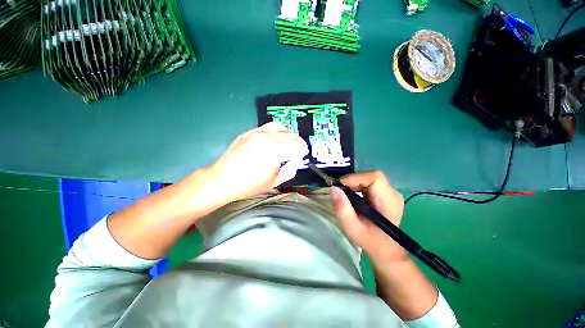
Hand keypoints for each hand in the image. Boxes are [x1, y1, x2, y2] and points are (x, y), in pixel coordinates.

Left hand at [206, 121, 308, 202]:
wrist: (222, 180)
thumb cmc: (249, 185)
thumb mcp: (275, 182)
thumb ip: (291, 169)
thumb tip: (296, 159)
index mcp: (275, 152)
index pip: (299, 144)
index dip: (303, 150)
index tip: (301, 155)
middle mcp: (268, 138)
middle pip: (291, 134)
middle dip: (297, 143)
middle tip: (294, 152)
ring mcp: (257, 132)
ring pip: (281, 126)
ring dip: (287, 134)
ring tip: (285, 143)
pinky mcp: (249, 132)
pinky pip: (267, 126)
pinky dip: (275, 132)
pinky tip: (272, 141)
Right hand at [331, 171, 406, 262]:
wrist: (386, 251)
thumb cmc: (370, 241)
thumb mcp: (352, 227)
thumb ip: (342, 209)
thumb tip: (333, 188)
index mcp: (389, 201)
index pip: (374, 177)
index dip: (355, 178)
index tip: (340, 187)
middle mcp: (393, 193)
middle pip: (371, 176)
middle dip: (353, 180)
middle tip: (340, 191)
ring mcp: (391, 193)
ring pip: (370, 178)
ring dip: (355, 183)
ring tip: (345, 195)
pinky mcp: (386, 194)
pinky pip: (370, 183)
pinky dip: (358, 186)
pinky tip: (353, 196)